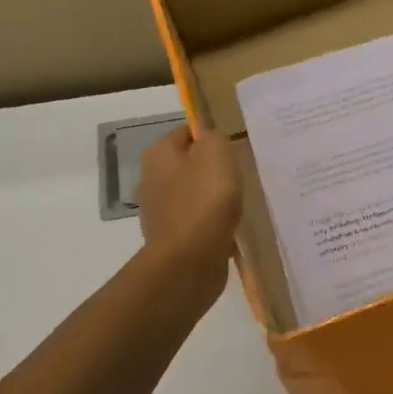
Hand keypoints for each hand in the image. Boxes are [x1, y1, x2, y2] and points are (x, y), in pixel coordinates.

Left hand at [137, 127, 242, 304]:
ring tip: (239, 203)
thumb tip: (210, 139)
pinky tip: (230, 228)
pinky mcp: (172, 239)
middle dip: (213, 169)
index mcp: (159, 155)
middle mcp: (152, 180)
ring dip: (214, 198)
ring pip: (194, 194)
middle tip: (240, 174)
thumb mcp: (216, 152)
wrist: (190, 261)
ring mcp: (160, 212)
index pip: (186, 132)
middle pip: (189, 165)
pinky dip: (213, 224)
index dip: (211, 136)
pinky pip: (198, 223)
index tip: (235, 148)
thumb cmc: (204, 200)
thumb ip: (214, 137)